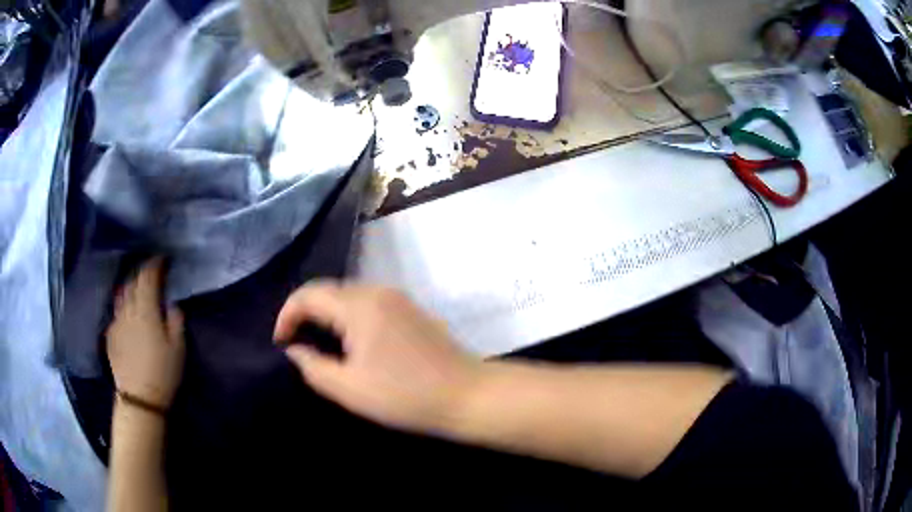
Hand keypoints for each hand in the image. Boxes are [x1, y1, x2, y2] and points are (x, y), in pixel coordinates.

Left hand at [107, 258, 184, 409]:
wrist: (139, 397)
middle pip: (132, 281)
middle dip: (142, 272)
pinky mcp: (110, 334)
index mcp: (145, 308)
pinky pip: (116, 309)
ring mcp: (116, 320)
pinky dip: (123, 303)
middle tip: (152, 272)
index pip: (147, 276)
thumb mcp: (178, 347)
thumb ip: (176, 320)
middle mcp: (128, 308)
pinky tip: (128, 311)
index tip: (163, 259)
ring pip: (122, 294)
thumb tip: (171, 305)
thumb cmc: (163, 372)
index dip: (155, 264)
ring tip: (138, 287)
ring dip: (131, 285)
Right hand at [274, 281, 481, 432]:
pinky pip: (369, 304)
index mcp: (360, 306)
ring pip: (349, 296)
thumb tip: (294, 350)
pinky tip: (351, 343)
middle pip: (329, 290)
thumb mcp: (350, 388)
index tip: (280, 343)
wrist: (468, 395)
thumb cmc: (406, 396)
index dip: (287, 315)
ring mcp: (399, 299)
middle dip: (305, 313)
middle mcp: (378, 291)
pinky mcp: (412, 311)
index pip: (309, 294)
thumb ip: (314, 367)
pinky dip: (349, 317)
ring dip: (327, 315)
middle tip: (295, 343)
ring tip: (318, 344)